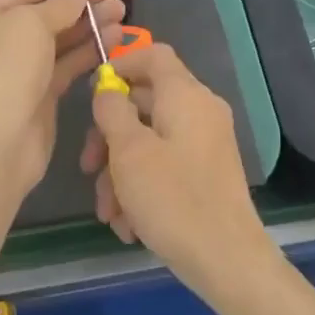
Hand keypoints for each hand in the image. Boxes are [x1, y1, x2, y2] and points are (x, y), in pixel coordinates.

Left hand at [0, 0, 123, 193]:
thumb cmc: (3, 73)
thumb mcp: (30, 25)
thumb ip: (60, 0)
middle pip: (43, 13)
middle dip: (80, 1)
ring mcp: (14, 70)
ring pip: (57, 40)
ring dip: (89, 24)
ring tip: (121, 11)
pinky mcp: (36, 96)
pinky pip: (64, 65)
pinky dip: (88, 51)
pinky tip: (115, 38)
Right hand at [81, 43, 278, 300]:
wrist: (226, 260)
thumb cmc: (172, 198)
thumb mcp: (129, 151)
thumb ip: (112, 111)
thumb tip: (108, 91)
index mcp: (186, 95)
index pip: (153, 55)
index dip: (120, 64)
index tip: (92, 93)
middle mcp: (200, 112)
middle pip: (144, 103)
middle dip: (109, 137)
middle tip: (87, 168)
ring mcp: (205, 144)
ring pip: (149, 141)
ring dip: (120, 173)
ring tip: (108, 214)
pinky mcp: (206, 174)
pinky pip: (166, 166)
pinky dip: (142, 187)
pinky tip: (128, 224)